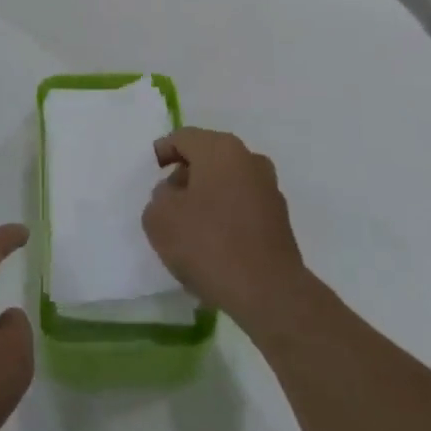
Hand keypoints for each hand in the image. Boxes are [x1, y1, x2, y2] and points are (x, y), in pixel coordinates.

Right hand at [143, 128, 309, 329]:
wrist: (268, 292)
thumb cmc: (208, 244)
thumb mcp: (160, 218)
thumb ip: (159, 197)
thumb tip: (175, 194)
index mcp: (221, 149)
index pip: (184, 138)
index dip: (163, 152)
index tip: (151, 172)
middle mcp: (250, 160)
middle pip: (208, 157)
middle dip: (185, 175)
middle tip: (166, 201)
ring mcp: (269, 189)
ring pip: (226, 182)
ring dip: (206, 196)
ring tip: (188, 226)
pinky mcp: (279, 219)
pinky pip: (242, 206)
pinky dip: (224, 215)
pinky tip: (212, 243)